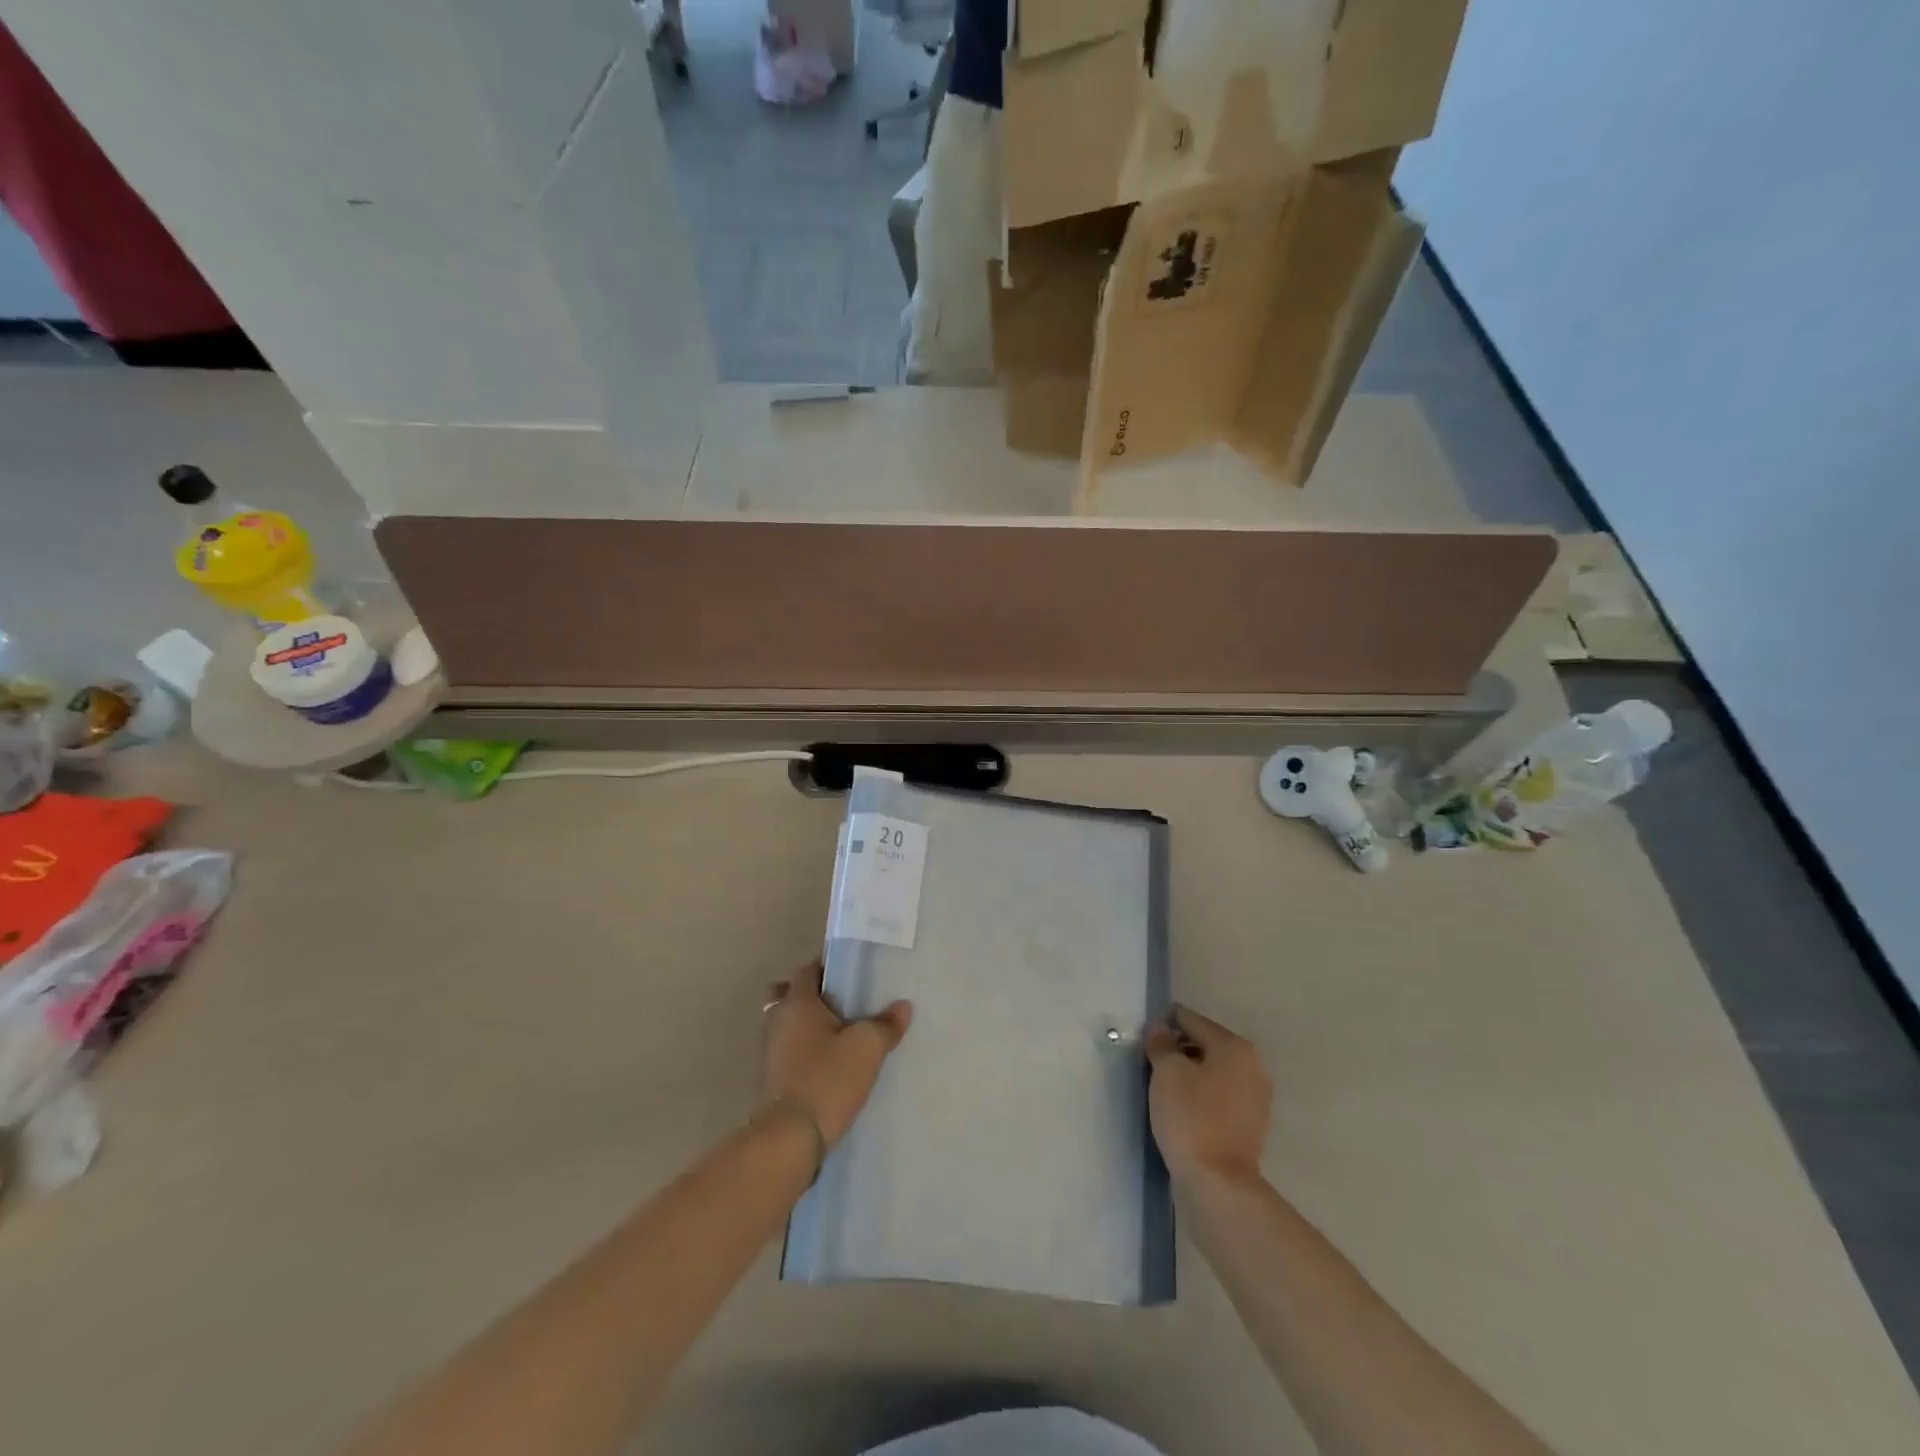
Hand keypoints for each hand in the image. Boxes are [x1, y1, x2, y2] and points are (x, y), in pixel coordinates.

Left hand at [762, 958, 912, 1147]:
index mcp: (797, 1002)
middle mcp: (778, 1020)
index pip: (808, 969)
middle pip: (793, 995)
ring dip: (810, 1025)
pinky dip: (806, 1049)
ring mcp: (771, 1051)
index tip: (853, 974)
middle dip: (816, 996)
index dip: (829, 967)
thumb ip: (886, 1024)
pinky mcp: (773, 1078)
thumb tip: (903, 1007)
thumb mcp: (867, 1048)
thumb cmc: (828, 1078)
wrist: (790, 1138)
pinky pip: (790, 1050)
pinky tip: (831, 1062)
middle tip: (846, 1004)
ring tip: (843, 1034)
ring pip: (790, 1024)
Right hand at [1145, 1005, 1271, 1189]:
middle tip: (1149, 1060)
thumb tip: (1160, 1029)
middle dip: (1178, 1049)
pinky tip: (1179, 1107)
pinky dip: (1200, 1096)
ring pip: (1212, 1072)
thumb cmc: (1191, 1117)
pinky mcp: (1249, 1126)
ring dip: (1189, 1074)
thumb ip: (1161, 1043)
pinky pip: (1218, 1097)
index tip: (1143, 1032)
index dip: (1165, 1023)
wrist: (1218, 1184)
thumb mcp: (1167, 1072)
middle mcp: (1252, 1066)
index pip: (1192, 1021)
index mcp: (1235, 1047)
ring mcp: (1255, 1098)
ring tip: (1160, 1085)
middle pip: (1206, 1045)